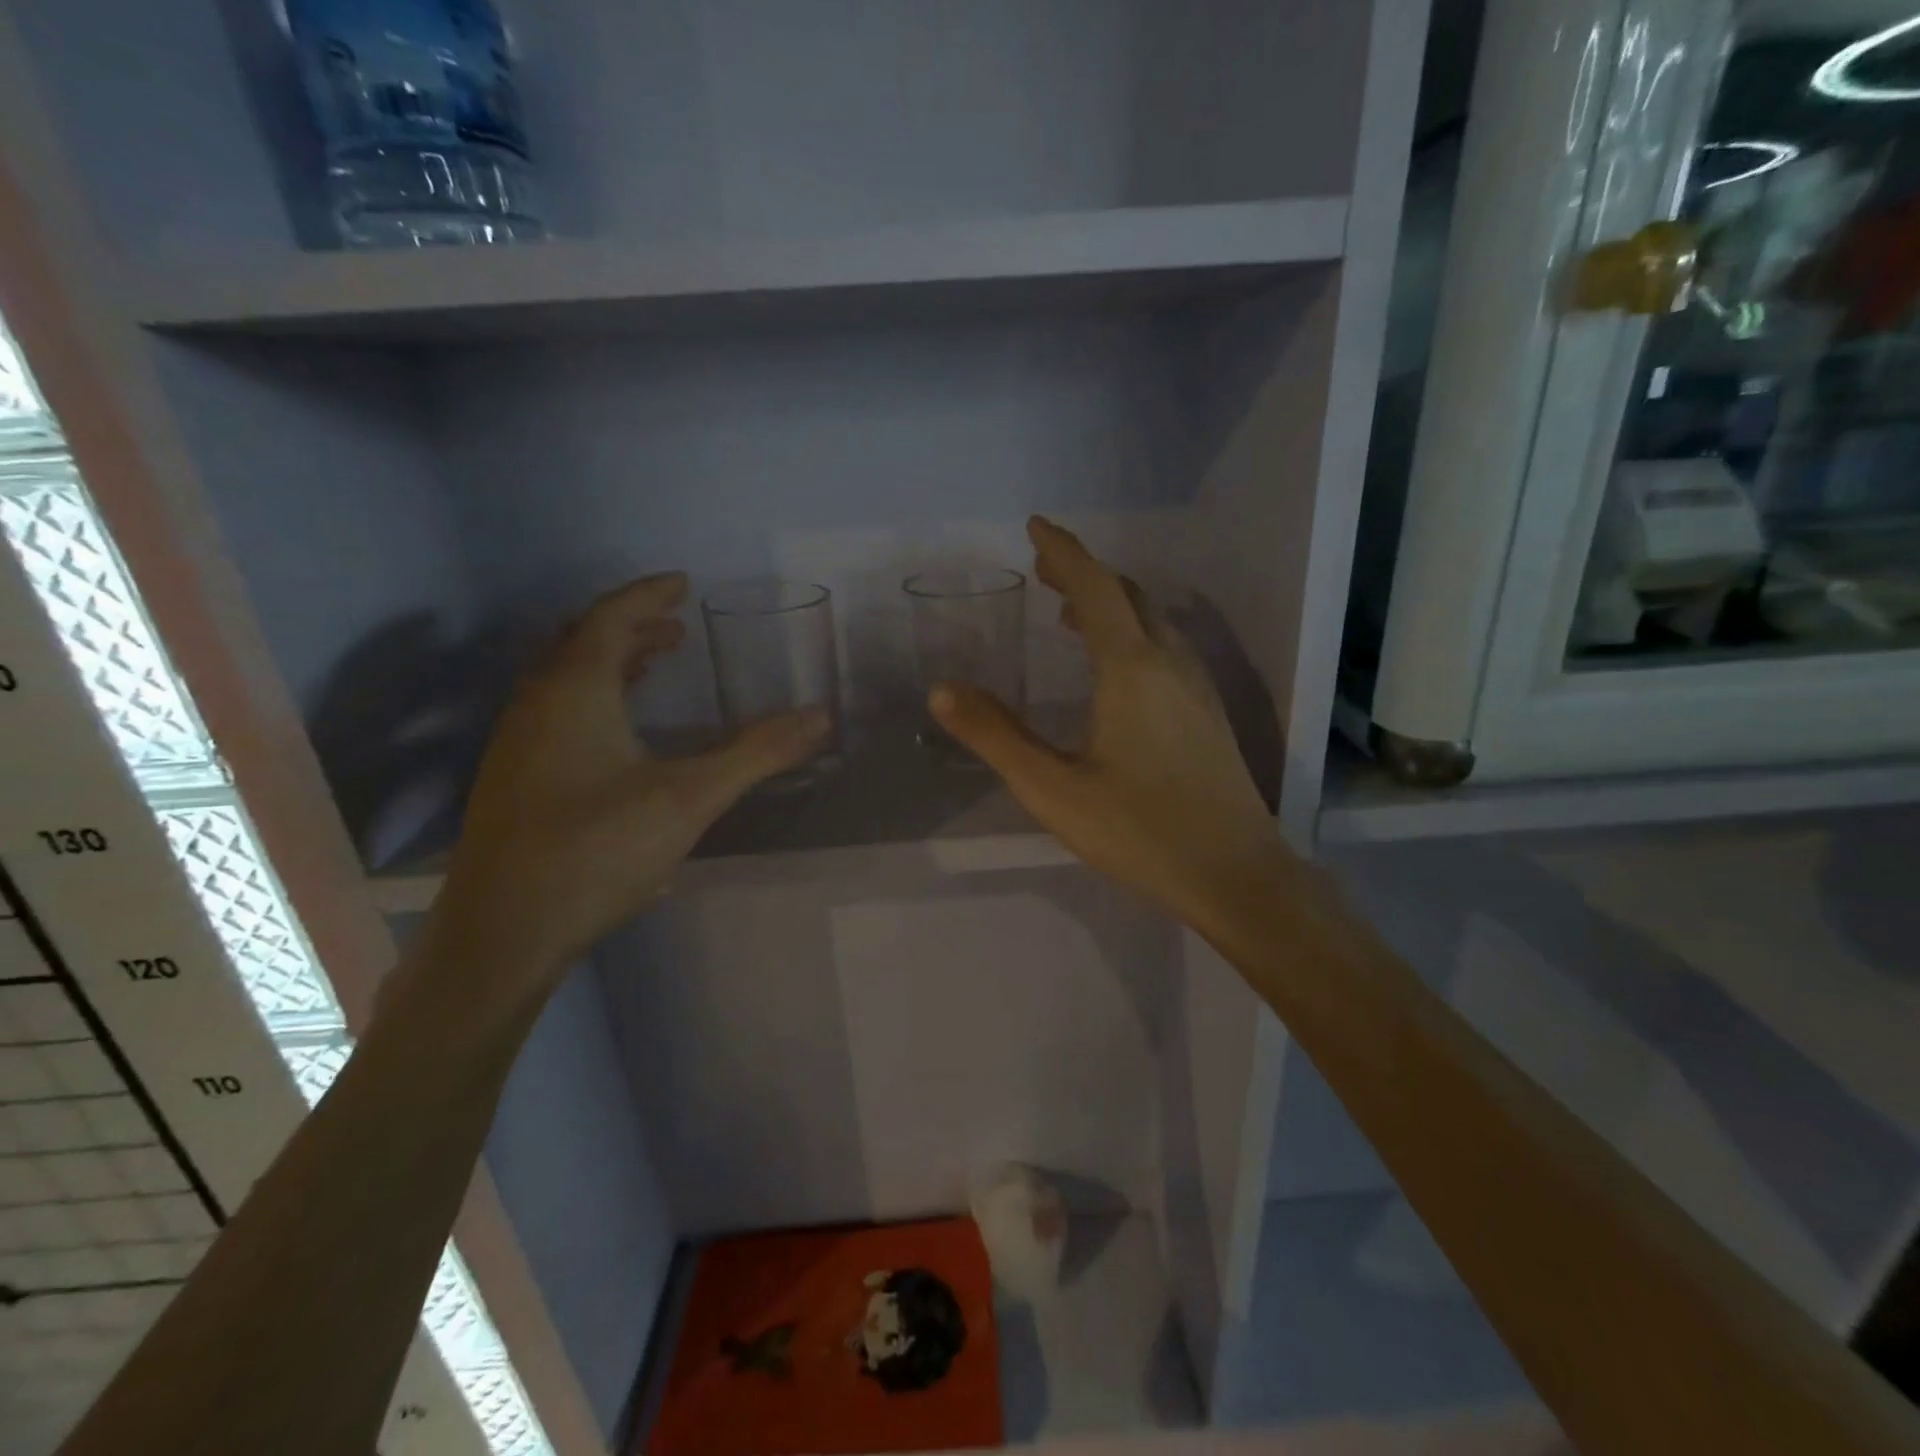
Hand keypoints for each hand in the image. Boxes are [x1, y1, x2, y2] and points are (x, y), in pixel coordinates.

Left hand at [429, 573, 828, 985]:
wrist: (504, 934)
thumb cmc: (597, 851)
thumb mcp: (690, 798)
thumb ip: (756, 753)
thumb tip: (821, 716)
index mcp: (574, 692)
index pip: (610, 619)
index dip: (648, 596)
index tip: (682, 584)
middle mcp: (536, 706)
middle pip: (581, 643)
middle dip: (631, 628)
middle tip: (676, 629)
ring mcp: (516, 745)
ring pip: (564, 680)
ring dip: (611, 664)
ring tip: (654, 666)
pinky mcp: (513, 782)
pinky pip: (556, 713)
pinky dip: (594, 699)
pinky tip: (620, 735)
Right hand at [930, 517, 1289, 931]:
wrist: (1236, 874)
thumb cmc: (1140, 832)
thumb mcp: (1053, 789)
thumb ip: (996, 737)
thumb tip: (943, 691)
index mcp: (1131, 668)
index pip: (1095, 587)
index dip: (1063, 552)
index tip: (1035, 526)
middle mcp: (1170, 662)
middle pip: (1127, 595)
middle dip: (1083, 574)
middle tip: (1043, 568)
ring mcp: (1197, 686)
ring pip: (1151, 620)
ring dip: (1110, 603)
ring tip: (1070, 612)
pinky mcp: (1208, 712)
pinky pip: (1166, 646)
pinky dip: (1132, 632)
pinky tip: (1116, 664)